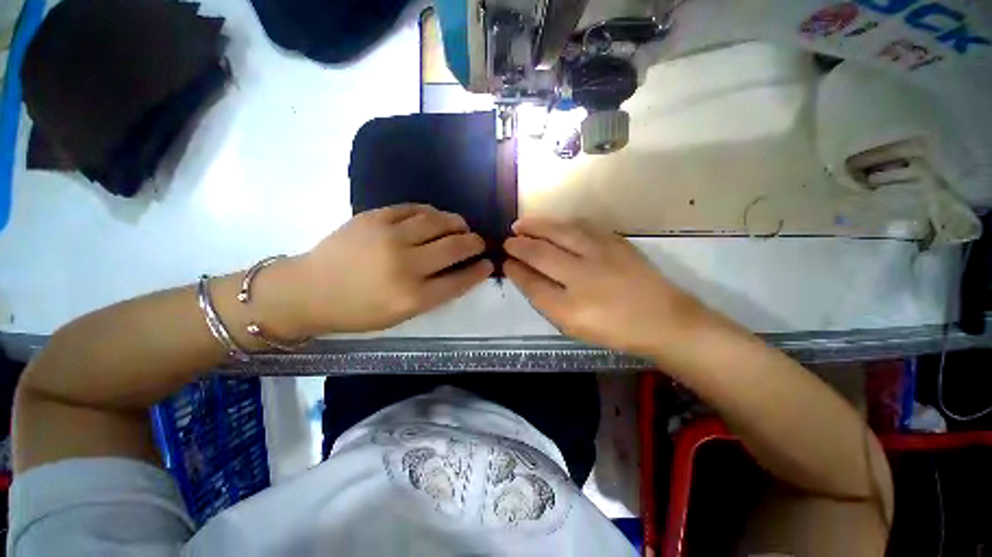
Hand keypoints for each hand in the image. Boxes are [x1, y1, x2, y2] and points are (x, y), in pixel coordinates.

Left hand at [277, 205, 491, 334]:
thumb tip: (460, 271)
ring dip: (457, 223)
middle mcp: (405, 265)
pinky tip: (435, 217)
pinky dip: (431, 212)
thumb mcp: (400, 314)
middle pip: (454, 248)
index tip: (488, 263)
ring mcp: (389, 237)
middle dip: (474, 243)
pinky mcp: (374, 217)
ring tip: (461, 226)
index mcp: (412, 297)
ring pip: (438, 222)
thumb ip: (433, 293)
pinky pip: (414, 208)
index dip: (479, 271)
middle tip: (478, 242)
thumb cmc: (357, 311)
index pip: (459, 280)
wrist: (308, 290)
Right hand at [504, 218, 705, 356]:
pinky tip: (552, 224)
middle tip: (508, 240)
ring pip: (558, 232)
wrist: (664, 320)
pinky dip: (561, 223)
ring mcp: (600, 254)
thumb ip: (546, 301)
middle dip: (519, 245)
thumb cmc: (614, 330)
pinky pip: (580, 225)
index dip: (515, 270)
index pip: (531, 282)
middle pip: (540, 253)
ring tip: (521, 224)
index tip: (505, 262)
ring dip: (535, 225)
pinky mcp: (615, 241)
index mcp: (569, 308)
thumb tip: (525, 275)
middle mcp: (582, 276)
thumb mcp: (573, 327)